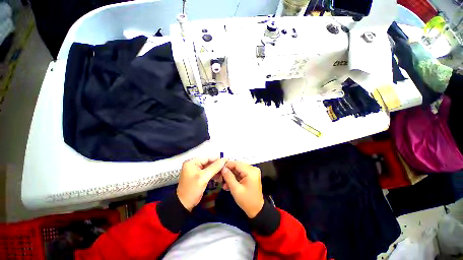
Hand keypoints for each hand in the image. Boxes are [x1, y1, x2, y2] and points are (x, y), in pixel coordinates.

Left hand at [177, 158, 227, 211]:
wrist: (184, 205)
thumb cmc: (192, 189)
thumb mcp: (204, 177)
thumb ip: (214, 167)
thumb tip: (224, 159)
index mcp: (192, 162)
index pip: (207, 158)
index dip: (217, 159)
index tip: (226, 161)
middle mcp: (193, 164)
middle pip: (208, 162)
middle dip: (217, 165)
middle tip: (226, 168)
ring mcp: (195, 170)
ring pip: (209, 167)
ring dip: (216, 170)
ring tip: (224, 173)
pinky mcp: (198, 176)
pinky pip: (207, 172)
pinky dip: (213, 174)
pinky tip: (220, 176)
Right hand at [221, 161, 263, 217]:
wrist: (257, 210)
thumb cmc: (247, 201)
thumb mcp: (236, 189)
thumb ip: (228, 177)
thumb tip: (222, 168)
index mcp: (250, 171)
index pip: (236, 164)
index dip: (227, 166)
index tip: (219, 170)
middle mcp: (252, 169)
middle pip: (237, 166)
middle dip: (228, 172)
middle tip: (221, 178)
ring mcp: (252, 172)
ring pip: (238, 170)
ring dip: (231, 176)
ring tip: (224, 184)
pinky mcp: (251, 175)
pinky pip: (240, 174)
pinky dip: (235, 178)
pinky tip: (229, 185)